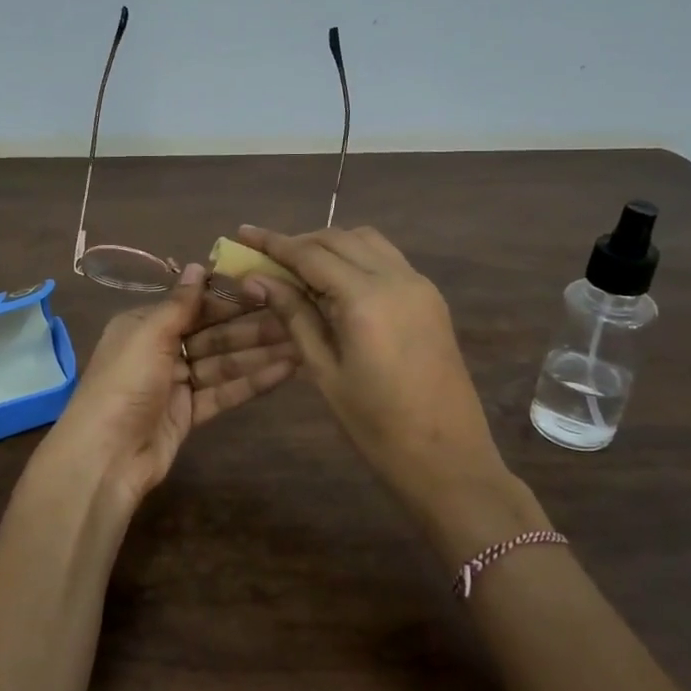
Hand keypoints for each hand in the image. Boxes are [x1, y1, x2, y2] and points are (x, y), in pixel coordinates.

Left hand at [40, 263, 297, 515]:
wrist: (106, 456)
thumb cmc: (124, 384)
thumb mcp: (148, 335)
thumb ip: (179, 304)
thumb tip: (198, 265)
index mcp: (144, 325)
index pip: (194, 304)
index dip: (230, 298)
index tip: (267, 288)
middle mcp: (160, 349)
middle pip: (213, 333)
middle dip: (251, 326)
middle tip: (295, 316)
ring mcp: (176, 383)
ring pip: (223, 363)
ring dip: (259, 353)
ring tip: (301, 342)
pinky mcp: (190, 413)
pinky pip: (224, 392)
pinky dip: (252, 382)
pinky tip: (286, 370)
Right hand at [235, 224, 547, 555]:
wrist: (448, 457)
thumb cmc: (376, 424)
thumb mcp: (324, 371)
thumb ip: (294, 316)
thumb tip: (257, 280)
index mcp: (366, 298)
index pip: (310, 254)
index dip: (272, 242)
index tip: (242, 232)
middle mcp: (396, 278)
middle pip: (339, 238)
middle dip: (299, 241)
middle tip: (265, 256)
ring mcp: (419, 285)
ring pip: (366, 241)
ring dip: (330, 245)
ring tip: (298, 267)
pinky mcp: (431, 298)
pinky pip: (387, 259)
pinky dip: (356, 257)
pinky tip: (335, 282)